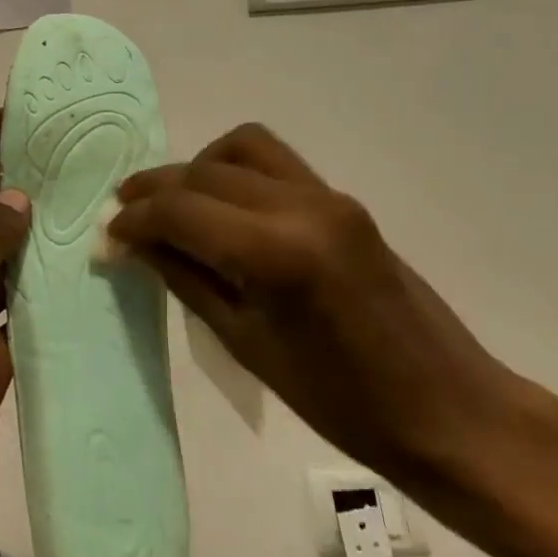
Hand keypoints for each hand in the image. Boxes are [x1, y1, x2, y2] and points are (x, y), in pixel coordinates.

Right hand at [109, 124, 530, 487]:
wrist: (450, 410)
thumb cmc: (343, 402)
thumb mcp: (248, 346)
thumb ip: (185, 279)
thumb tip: (132, 243)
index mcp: (278, 252)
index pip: (182, 209)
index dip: (135, 218)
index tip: (107, 233)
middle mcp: (301, 205)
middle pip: (204, 172)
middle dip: (155, 190)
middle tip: (125, 217)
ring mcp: (326, 194)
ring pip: (239, 147)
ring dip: (196, 167)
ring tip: (173, 203)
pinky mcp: (340, 197)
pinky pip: (272, 160)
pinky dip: (233, 169)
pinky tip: (221, 206)